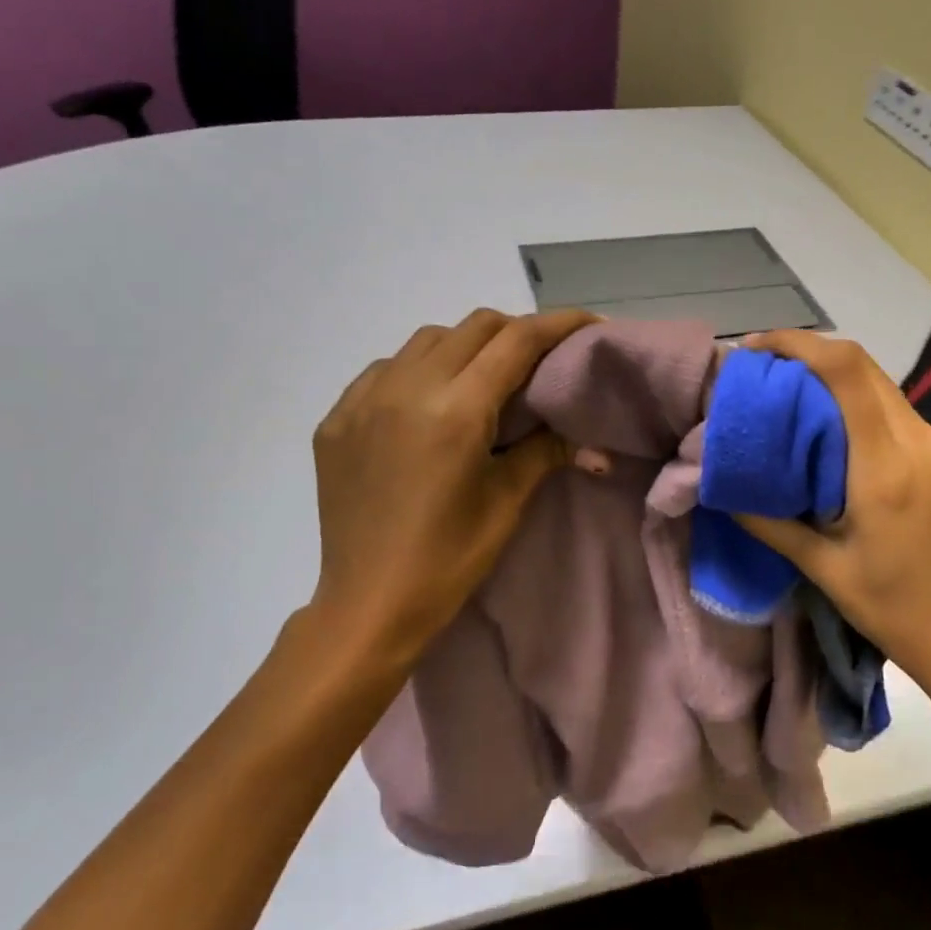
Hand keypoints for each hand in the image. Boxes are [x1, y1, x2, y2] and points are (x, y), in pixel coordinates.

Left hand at [308, 308, 598, 668]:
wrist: (367, 605)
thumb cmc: (448, 560)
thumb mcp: (506, 502)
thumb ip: (547, 451)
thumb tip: (594, 440)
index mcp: (455, 410)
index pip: (516, 341)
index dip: (559, 324)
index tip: (588, 324)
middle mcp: (405, 388)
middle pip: (474, 327)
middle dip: (515, 332)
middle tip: (539, 360)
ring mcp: (362, 400)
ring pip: (426, 340)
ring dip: (465, 346)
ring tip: (482, 380)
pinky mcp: (336, 419)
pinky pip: (384, 370)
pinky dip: (417, 371)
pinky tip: (426, 405)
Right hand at [734, 330, 930, 694]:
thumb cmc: (895, 609)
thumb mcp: (823, 569)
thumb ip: (770, 521)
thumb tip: (721, 488)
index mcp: (884, 467)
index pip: (845, 372)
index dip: (798, 344)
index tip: (754, 350)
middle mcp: (916, 441)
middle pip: (863, 364)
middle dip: (808, 351)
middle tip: (760, 368)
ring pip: (878, 382)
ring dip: (830, 373)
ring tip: (784, 390)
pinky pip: (890, 407)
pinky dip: (852, 398)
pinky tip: (823, 422)